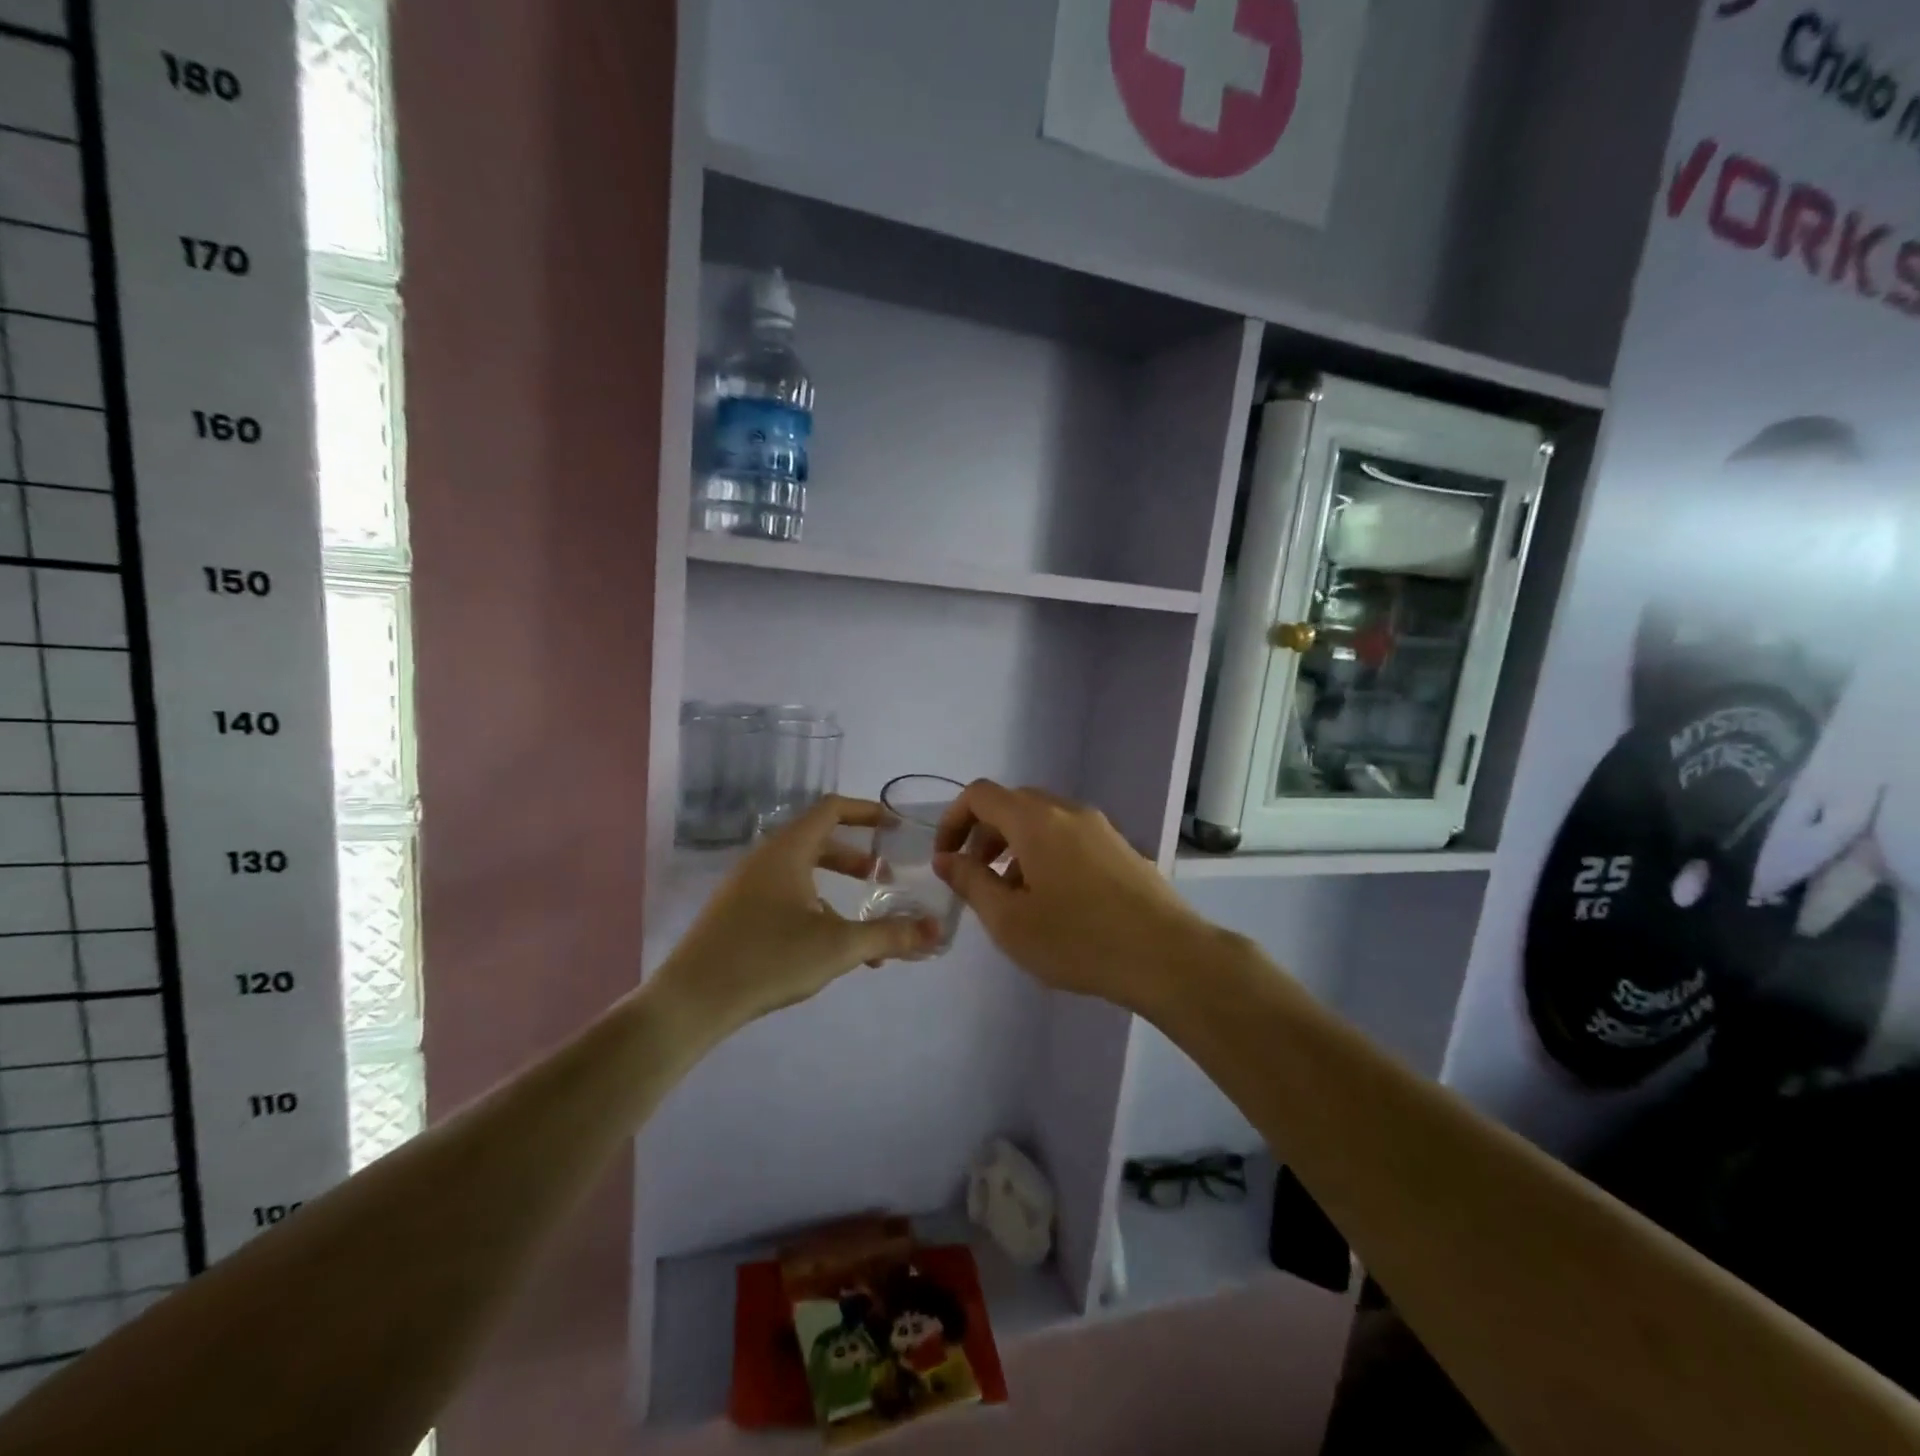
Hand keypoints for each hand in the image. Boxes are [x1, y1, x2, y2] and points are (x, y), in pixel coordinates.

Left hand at [652, 796, 939, 1035]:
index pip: (832, 809)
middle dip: (856, 857)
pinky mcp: (737, 914)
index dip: (867, 811)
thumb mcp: (838, 946)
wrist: (690, 1001)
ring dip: (837, 889)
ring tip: (865, 922)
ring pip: (803, 873)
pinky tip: (829, 948)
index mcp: (788, 850)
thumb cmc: (768, 958)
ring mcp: (747, 886)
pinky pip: (786, 896)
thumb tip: (937, 931)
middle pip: (819, 841)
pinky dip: (815, 908)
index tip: (895, 825)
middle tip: (885, 875)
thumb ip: (890, 935)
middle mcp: (766, 859)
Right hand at [932, 780, 1217, 1010]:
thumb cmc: (1077, 939)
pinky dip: (1045, 854)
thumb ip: (971, 882)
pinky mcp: (1121, 848)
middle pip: (1012, 805)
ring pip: (1043, 822)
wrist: (1166, 955)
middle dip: (984, 836)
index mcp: (1035, 820)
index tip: (947, 859)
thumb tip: (947, 859)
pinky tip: (1053, 901)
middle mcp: (1067, 811)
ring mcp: (1099, 827)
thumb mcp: (1009, 920)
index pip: (980, 794)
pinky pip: (1070, 837)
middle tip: (976, 879)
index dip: (953, 820)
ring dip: (1015, 847)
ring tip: (1013, 896)